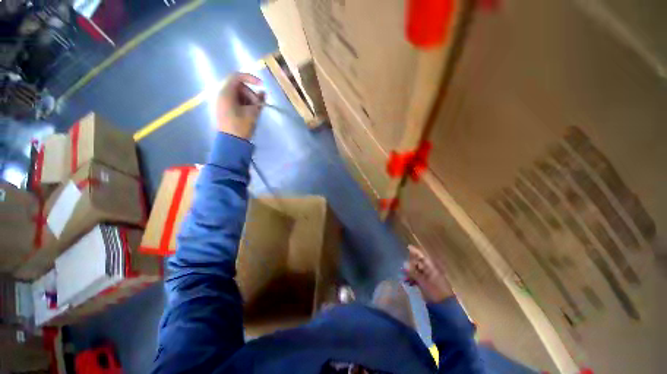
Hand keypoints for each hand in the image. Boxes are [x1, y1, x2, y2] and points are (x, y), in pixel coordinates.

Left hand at [216, 72, 265, 138]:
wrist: (231, 142)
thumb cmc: (241, 126)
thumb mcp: (252, 113)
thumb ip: (259, 101)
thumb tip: (263, 92)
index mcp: (226, 93)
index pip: (237, 77)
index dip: (251, 78)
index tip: (262, 85)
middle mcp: (222, 94)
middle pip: (239, 86)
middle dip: (251, 93)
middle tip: (258, 104)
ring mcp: (222, 102)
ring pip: (238, 94)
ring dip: (249, 99)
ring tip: (256, 109)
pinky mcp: (225, 109)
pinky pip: (235, 101)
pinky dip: (244, 103)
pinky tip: (251, 110)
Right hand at [404, 245, 453, 303]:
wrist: (445, 307)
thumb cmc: (435, 292)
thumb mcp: (423, 282)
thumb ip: (413, 272)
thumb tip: (404, 263)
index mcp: (432, 267)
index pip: (422, 256)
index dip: (415, 251)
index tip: (407, 247)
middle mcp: (431, 270)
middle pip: (419, 263)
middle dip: (410, 264)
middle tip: (402, 267)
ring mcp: (430, 277)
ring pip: (418, 271)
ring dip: (410, 272)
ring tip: (403, 277)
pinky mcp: (428, 284)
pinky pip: (418, 278)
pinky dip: (413, 279)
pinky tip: (408, 283)